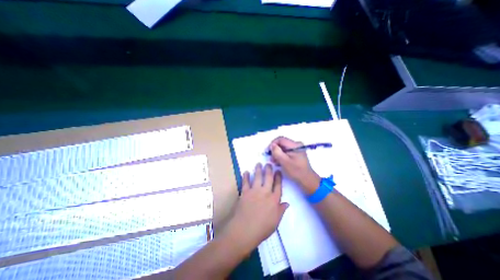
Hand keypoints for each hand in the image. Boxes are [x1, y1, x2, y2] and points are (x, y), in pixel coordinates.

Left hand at [224, 163, 288, 252]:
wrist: (245, 230)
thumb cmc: (262, 228)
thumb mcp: (276, 221)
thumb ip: (281, 210)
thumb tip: (287, 203)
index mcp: (274, 199)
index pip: (278, 185)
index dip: (278, 177)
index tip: (278, 171)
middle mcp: (265, 192)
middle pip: (268, 178)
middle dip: (269, 169)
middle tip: (269, 163)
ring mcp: (254, 191)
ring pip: (257, 177)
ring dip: (258, 169)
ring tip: (259, 163)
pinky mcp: (245, 192)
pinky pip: (245, 182)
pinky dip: (246, 176)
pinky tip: (246, 171)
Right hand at [269, 136, 319, 193]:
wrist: (307, 179)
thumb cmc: (296, 171)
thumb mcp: (284, 161)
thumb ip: (277, 152)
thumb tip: (272, 145)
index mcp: (295, 145)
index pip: (280, 139)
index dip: (272, 144)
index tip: (268, 151)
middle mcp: (296, 145)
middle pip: (282, 143)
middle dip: (275, 150)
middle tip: (271, 158)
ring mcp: (297, 149)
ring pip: (283, 148)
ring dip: (277, 154)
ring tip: (274, 161)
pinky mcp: (296, 154)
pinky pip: (286, 152)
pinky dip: (281, 156)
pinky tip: (279, 162)